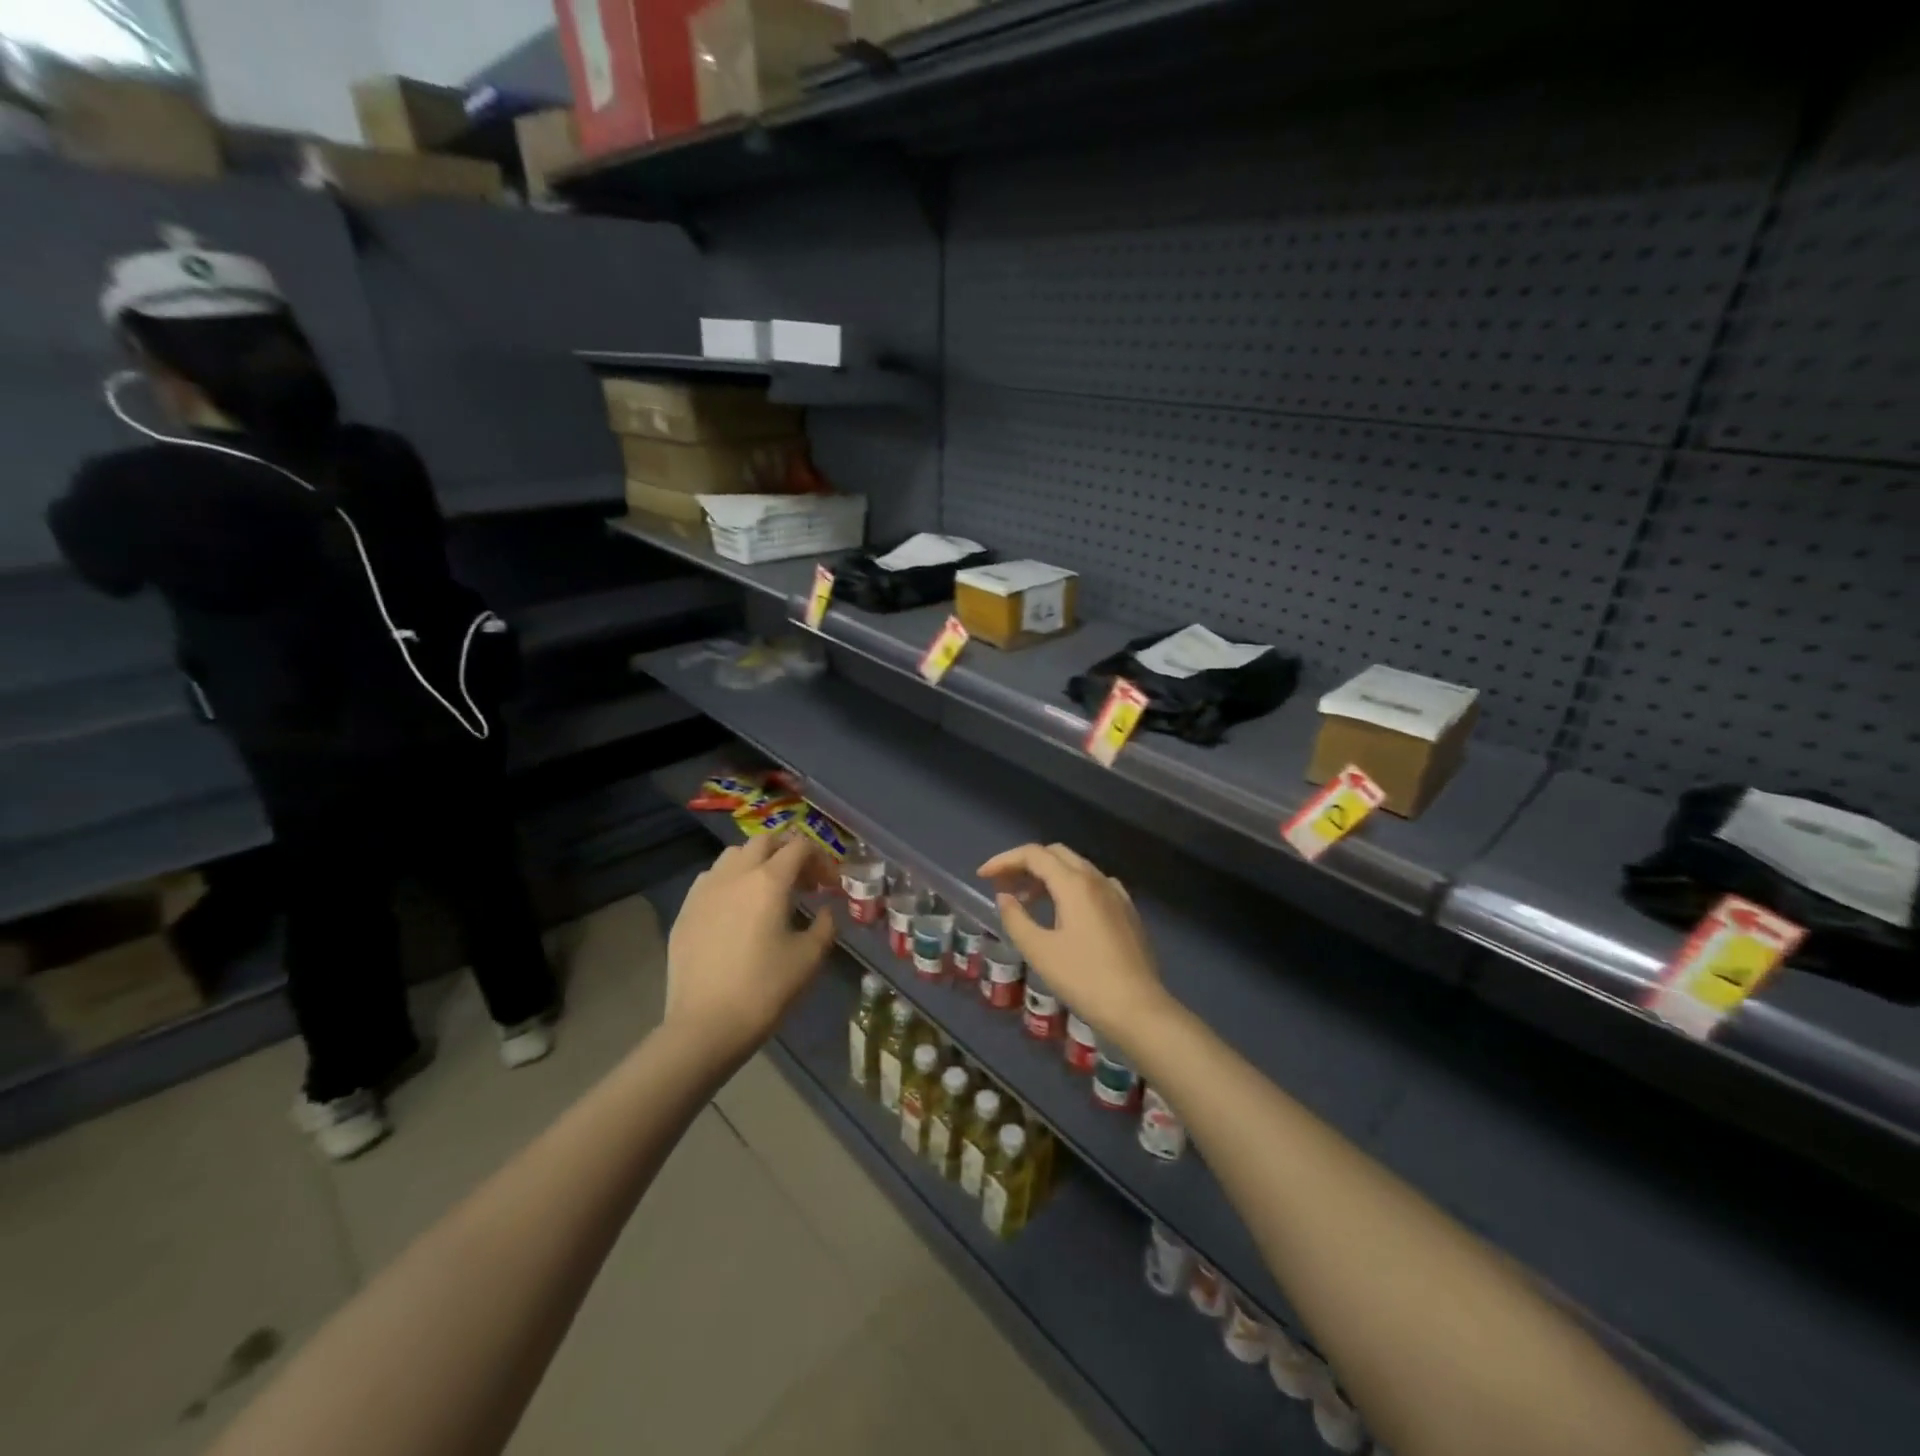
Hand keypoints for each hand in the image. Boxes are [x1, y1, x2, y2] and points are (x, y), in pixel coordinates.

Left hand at [666, 834, 836, 1061]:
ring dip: (756, 861)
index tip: (830, 884)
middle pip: (765, 841)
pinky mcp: (686, 909)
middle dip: (788, 852)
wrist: (705, 1025)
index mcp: (770, 880)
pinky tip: (736, 908)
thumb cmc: (764, 989)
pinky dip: (730, 880)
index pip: (800, 847)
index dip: (820, 859)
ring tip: (767, 890)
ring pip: (734, 855)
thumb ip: (824, 926)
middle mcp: (736, 874)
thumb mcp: (809, 958)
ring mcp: (705, 889)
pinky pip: (711, 878)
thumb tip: (824, 911)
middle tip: (802, 880)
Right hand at [976, 843, 1170, 1051]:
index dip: (1004, 860)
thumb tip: (1005, 897)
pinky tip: (1063, 913)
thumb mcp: (1039, 951)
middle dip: (1025, 864)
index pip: (1034, 854)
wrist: (1138, 1008)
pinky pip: (1093, 885)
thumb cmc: (1083, 978)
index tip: (982, 876)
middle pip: (1056, 854)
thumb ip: (1016, 918)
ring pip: (1076, 869)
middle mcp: (1097, 879)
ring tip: (1026, 900)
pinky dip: (1070, 888)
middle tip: (1002, 885)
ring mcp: (1116, 894)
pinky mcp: (1127, 911)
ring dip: (1047, 875)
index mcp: (1074, 883)